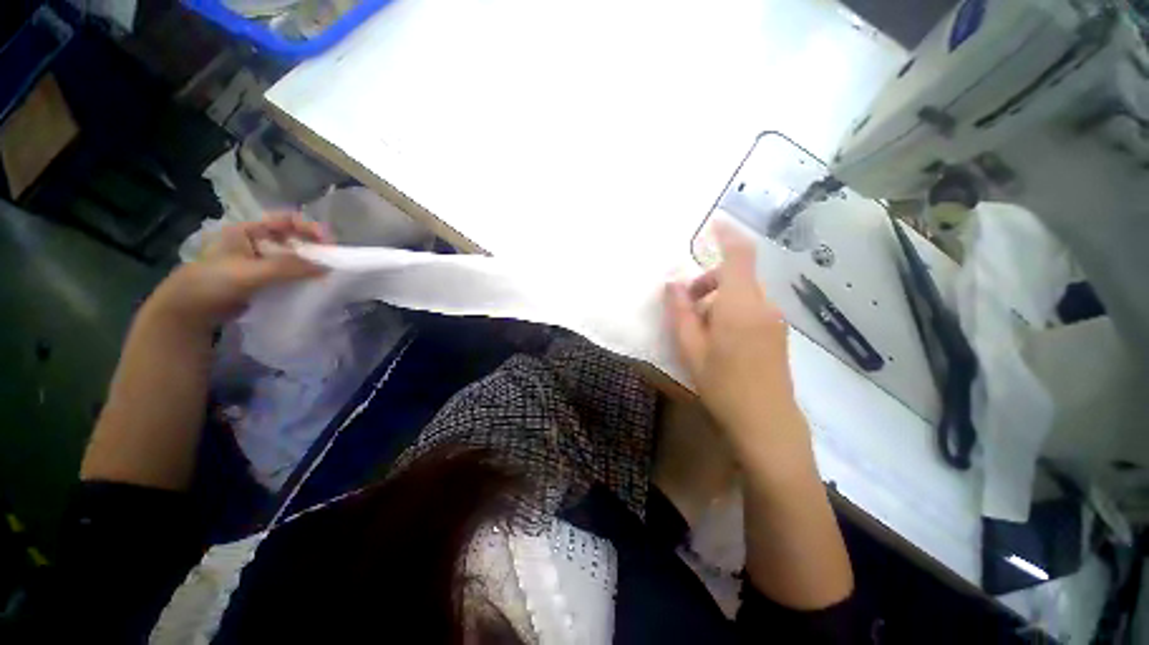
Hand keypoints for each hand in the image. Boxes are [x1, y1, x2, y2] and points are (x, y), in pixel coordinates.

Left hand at [146, 215, 330, 331]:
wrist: (189, 310)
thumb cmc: (214, 282)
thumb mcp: (252, 272)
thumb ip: (288, 268)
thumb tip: (327, 267)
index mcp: (248, 230)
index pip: (285, 220)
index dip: (308, 227)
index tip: (328, 243)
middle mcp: (256, 242)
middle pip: (292, 238)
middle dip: (312, 247)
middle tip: (331, 261)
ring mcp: (258, 262)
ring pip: (291, 258)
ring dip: (308, 265)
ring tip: (325, 275)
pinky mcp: (262, 279)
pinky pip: (287, 274)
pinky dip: (300, 278)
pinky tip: (311, 285)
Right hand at [666, 226, 806, 461]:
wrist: (766, 423)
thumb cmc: (723, 385)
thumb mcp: (691, 349)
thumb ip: (680, 311)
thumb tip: (672, 282)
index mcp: (740, 304)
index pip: (739, 255)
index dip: (726, 235)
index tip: (712, 224)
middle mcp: (762, 305)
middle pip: (735, 275)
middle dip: (706, 282)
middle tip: (683, 306)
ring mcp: (773, 319)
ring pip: (741, 293)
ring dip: (716, 299)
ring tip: (697, 329)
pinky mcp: (775, 332)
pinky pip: (750, 308)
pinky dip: (729, 310)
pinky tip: (717, 339)